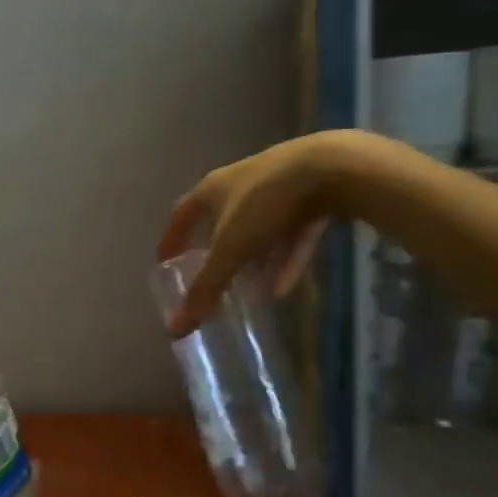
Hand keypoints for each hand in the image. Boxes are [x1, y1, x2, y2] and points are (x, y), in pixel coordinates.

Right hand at [157, 133, 357, 336]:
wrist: (333, 168)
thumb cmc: (265, 204)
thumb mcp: (231, 251)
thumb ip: (206, 289)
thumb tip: (176, 328)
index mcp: (212, 189)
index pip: (182, 215)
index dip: (172, 240)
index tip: (164, 263)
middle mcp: (241, 182)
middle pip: (221, 220)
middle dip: (216, 251)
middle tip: (211, 278)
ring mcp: (279, 187)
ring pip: (259, 230)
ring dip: (254, 261)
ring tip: (249, 294)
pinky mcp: (312, 195)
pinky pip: (292, 234)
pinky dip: (285, 260)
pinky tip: (283, 288)